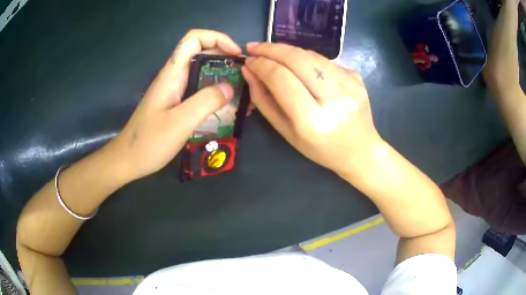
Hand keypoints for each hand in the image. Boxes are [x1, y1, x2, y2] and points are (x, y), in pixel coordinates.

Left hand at [108, 29, 241, 181]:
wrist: (128, 160)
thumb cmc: (148, 143)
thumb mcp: (179, 123)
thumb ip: (205, 102)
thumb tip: (229, 88)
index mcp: (172, 74)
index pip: (193, 39)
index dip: (217, 38)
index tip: (235, 54)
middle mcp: (174, 77)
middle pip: (201, 53)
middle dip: (225, 58)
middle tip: (244, 76)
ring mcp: (175, 91)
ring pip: (202, 72)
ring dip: (222, 77)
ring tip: (241, 92)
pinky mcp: (176, 104)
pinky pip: (199, 90)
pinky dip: (215, 93)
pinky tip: (226, 108)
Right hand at [242, 42, 382, 175]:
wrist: (361, 150)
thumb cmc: (321, 149)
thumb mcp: (286, 132)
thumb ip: (264, 101)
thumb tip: (249, 72)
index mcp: (313, 120)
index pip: (281, 78)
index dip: (262, 65)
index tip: (248, 61)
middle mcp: (334, 98)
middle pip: (297, 58)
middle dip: (271, 49)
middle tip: (254, 48)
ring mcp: (349, 84)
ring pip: (311, 54)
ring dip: (287, 50)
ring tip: (271, 53)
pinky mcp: (356, 76)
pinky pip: (324, 60)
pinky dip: (305, 58)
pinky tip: (297, 64)